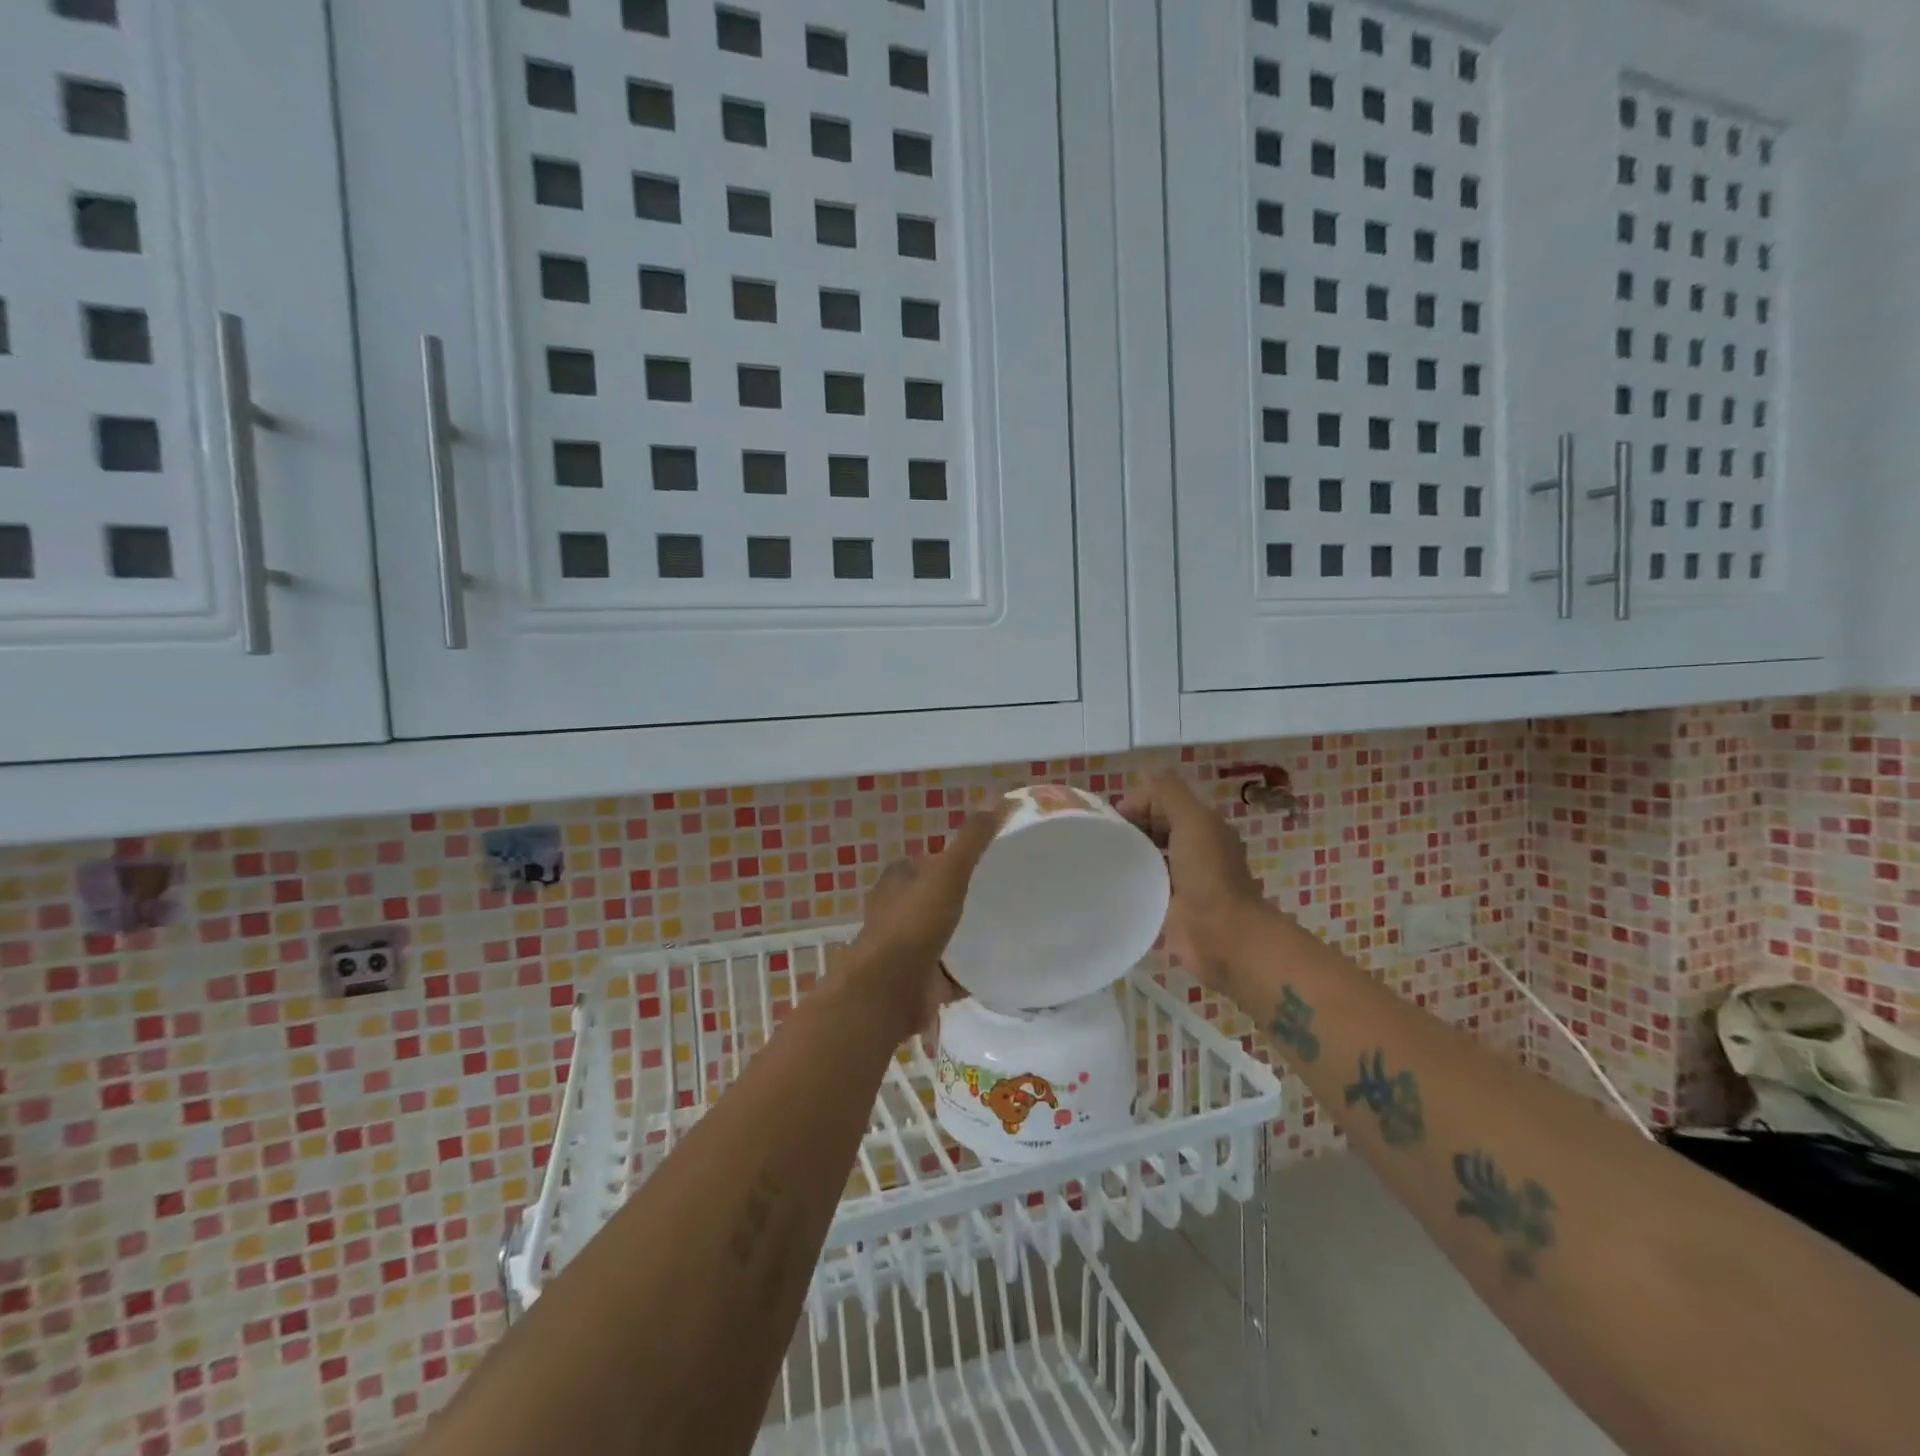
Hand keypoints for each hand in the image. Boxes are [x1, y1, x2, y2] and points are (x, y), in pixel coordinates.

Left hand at [844, 809, 1005, 1041]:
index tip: (985, 862)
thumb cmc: (913, 924)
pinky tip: (997, 969)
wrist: (887, 991)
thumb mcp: (948, 872)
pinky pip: (949, 973)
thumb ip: (973, 839)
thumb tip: (1005, 799)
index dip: (949, 859)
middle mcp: (896, 912)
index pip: (924, 861)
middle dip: (957, 898)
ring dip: (963, 935)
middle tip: (1000, 895)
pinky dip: (968, 972)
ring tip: (1004, 929)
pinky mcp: (918, 982)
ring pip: (939, 936)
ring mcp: (905, 950)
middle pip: (932, 898)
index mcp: (897, 881)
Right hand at [1120, 774, 1265, 993]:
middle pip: (1155, 826)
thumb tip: (1145, 773)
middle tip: (1104, 839)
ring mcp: (1184, 878)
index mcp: (1203, 825)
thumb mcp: (1193, 820)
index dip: (1137, 803)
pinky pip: (1147, 882)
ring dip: (1129, 853)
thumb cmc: (1208, 874)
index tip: (1113, 819)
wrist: (1223, 935)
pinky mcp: (1172, 905)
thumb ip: (1169, 793)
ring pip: (1149, 854)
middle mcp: (1196, 848)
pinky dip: (1132, 878)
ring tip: (1103, 859)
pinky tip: (1113, 882)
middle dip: (1130, 826)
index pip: (1163, 801)